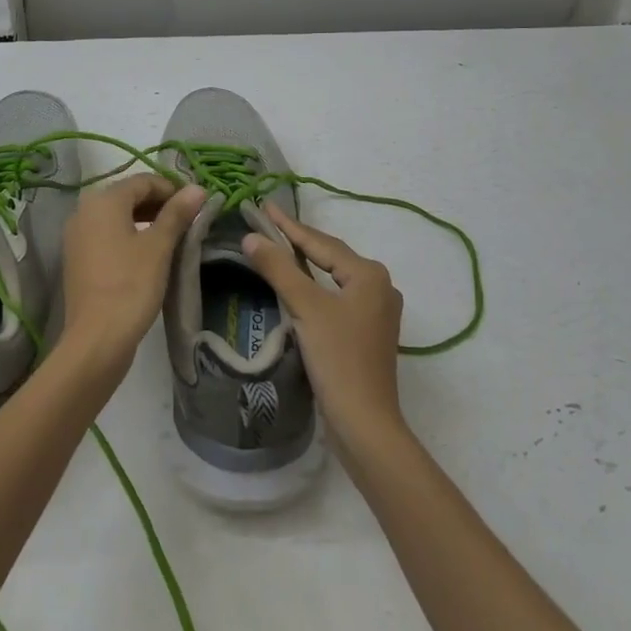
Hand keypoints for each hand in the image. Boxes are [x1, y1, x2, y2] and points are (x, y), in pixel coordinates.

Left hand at [60, 174, 205, 374]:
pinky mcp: (78, 258)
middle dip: (160, 204)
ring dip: (146, 220)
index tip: (196, 205)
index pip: (144, 181)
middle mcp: (84, 210)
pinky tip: (150, 254)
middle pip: (129, 196)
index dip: (172, 189)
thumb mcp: (159, 246)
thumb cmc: (131, 286)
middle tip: (188, 222)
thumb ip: (177, 213)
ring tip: (173, 237)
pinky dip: (129, 236)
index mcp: (103, 200)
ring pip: (118, 216)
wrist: (96, 340)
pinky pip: (107, 235)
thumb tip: (197, 188)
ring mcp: (77, 235)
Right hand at [242, 205, 406, 462]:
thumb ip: (279, 269)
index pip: (320, 242)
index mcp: (369, 274)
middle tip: (267, 223)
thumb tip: (251, 236)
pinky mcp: (368, 333)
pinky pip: (337, 297)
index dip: (288, 225)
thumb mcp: (306, 309)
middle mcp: (379, 286)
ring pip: (333, 277)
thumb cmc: (338, 360)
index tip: (264, 206)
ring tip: (277, 247)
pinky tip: (297, 286)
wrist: (365, 425)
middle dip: (298, 241)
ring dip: (305, 264)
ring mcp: (376, 311)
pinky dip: (315, 287)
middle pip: (330, 256)